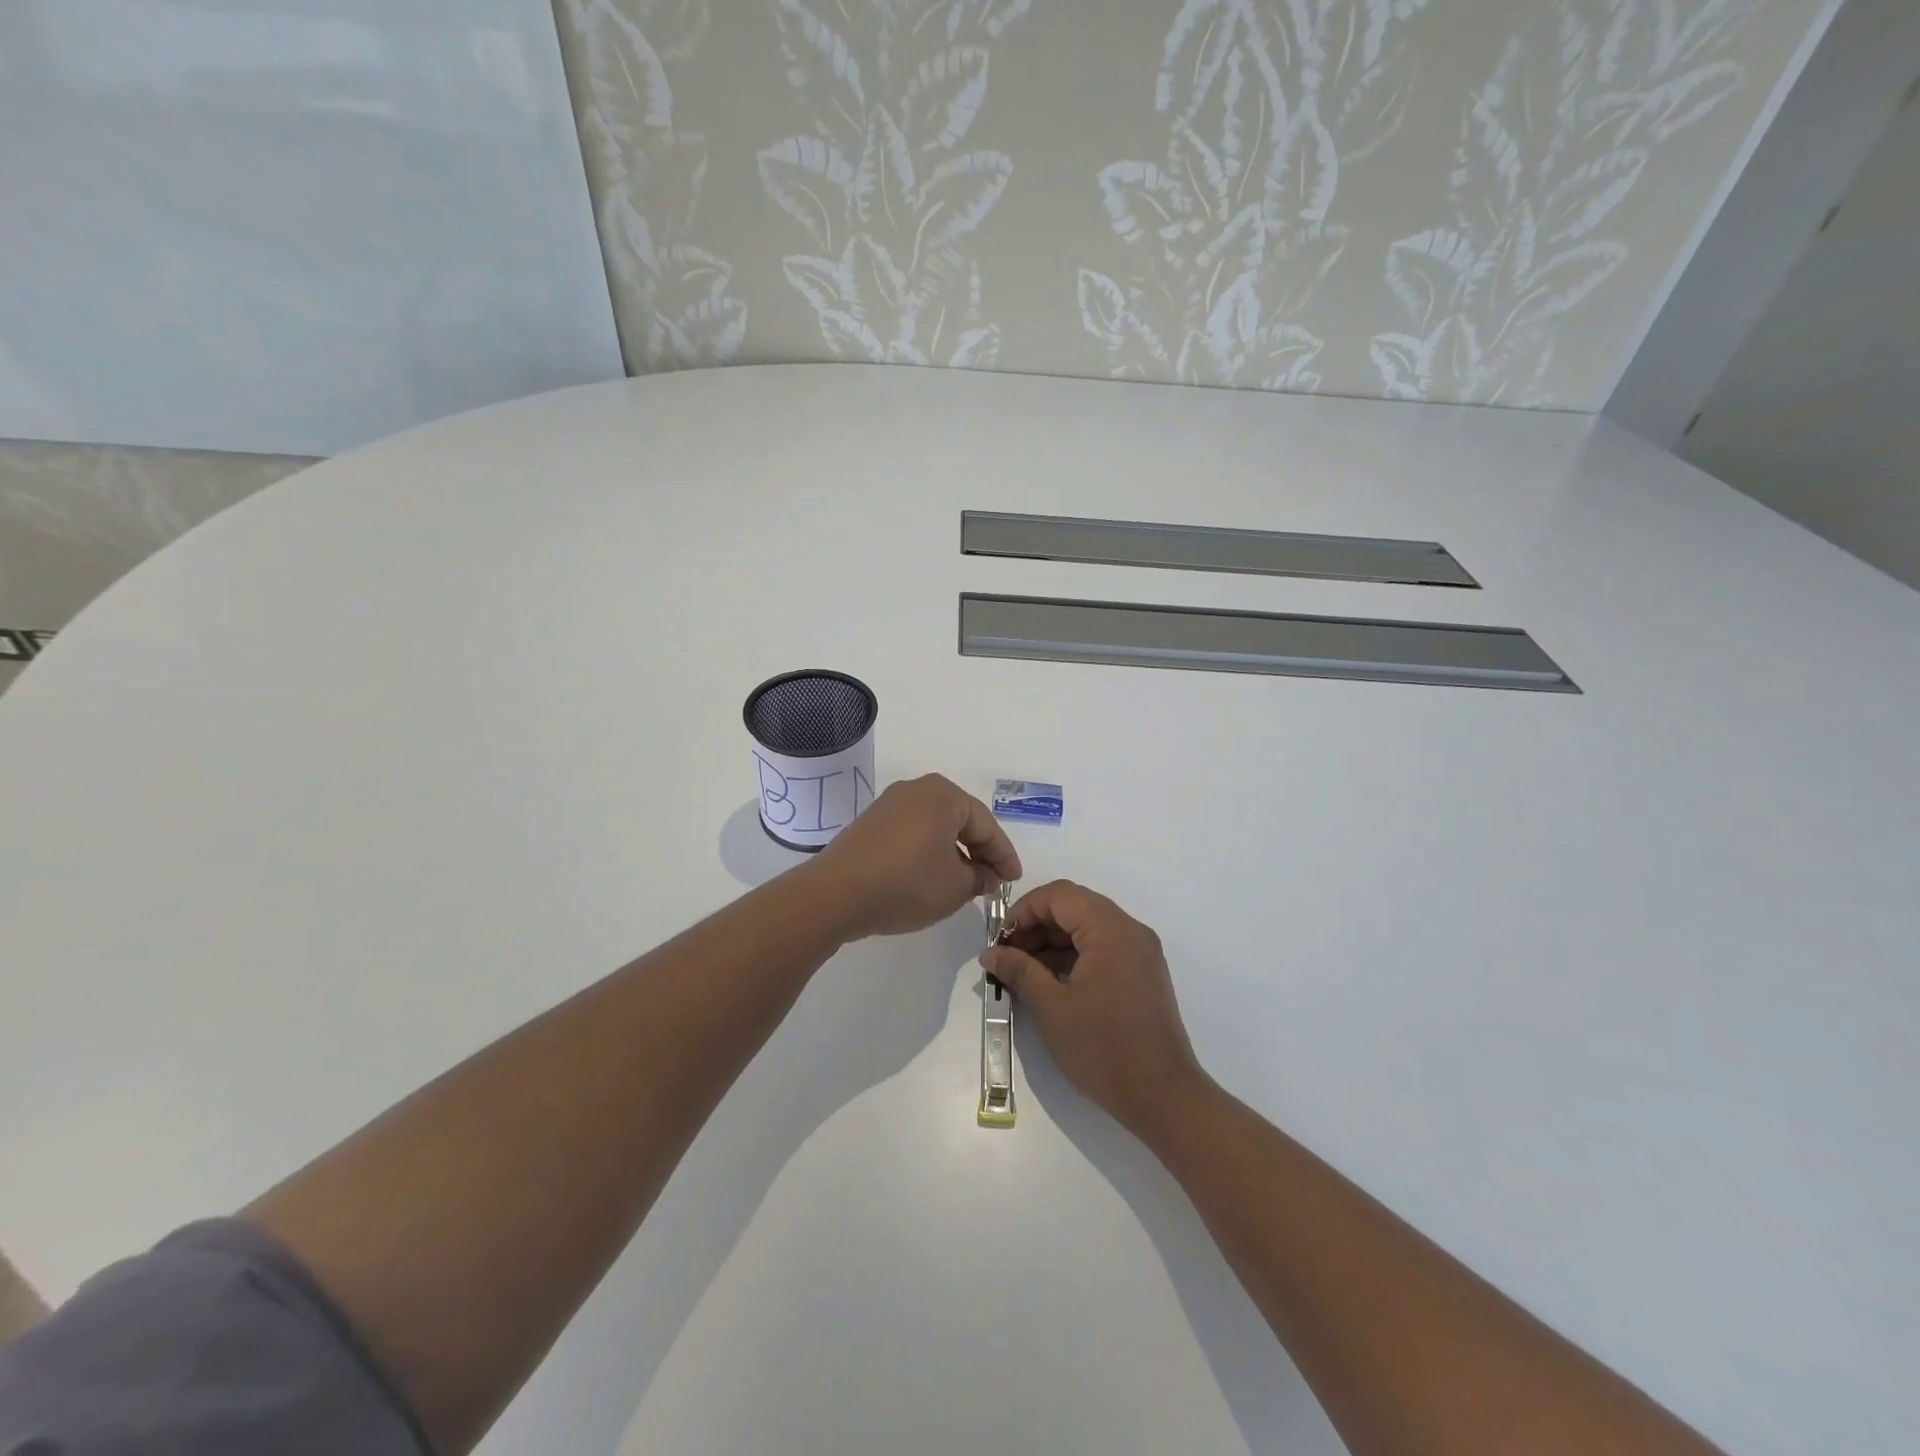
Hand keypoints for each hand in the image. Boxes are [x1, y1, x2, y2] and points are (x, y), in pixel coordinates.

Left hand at [804, 774, 1022, 940]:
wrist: (835, 894)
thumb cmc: (906, 884)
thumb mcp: (955, 887)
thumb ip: (980, 877)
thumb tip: (986, 874)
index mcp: (944, 795)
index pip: (986, 825)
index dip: (1004, 855)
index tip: (1014, 879)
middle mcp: (917, 789)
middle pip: (960, 821)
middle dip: (979, 852)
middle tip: (992, 881)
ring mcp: (890, 804)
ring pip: (935, 827)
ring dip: (953, 853)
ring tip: (964, 883)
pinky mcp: (870, 823)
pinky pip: (912, 833)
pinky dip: (928, 852)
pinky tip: (931, 877)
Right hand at [982, 881, 1208, 1137]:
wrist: (1162, 1097)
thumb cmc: (1103, 1048)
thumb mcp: (1052, 1007)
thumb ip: (1019, 970)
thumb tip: (990, 953)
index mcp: (1111, 929)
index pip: (1059, 895)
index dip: (1024, 910)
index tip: (1001, 940)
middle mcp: (1130, 931)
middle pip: (1074, 907)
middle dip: (1037, 927)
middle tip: (1007, 958)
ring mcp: (1140, 952)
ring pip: (1087, 928)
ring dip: (1053, 943)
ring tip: (1022, 974)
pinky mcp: (1142, 974)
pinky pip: (1102, 949)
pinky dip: (1073, 957)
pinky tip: (1049, 984)